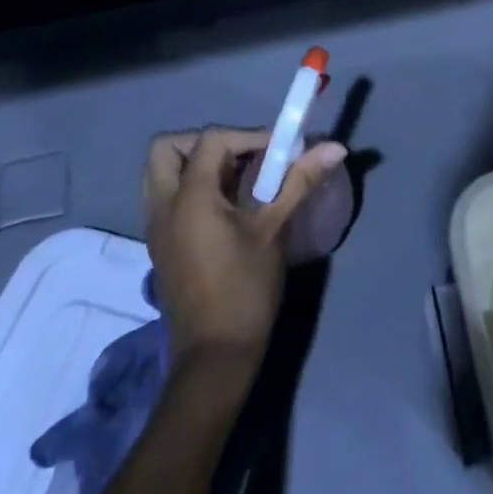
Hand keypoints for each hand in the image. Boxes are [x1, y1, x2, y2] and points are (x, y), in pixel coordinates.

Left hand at [142, 127, 347, 374]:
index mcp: (189, 198)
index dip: (248, 135)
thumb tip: (336, 147)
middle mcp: (163, 206)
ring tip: (234, 177)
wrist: (214, 358)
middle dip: (204, 142)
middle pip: (168, 147)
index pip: (212, 140)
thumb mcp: (274, 230)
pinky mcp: (161, 245)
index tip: (279, 150)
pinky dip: (191, 186)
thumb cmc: (245, 290)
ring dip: (194, 163)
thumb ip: (299, 181)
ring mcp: (156, 228)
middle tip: (242, 155)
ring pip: (161, 172)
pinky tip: (225, 204)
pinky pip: (166, 197)